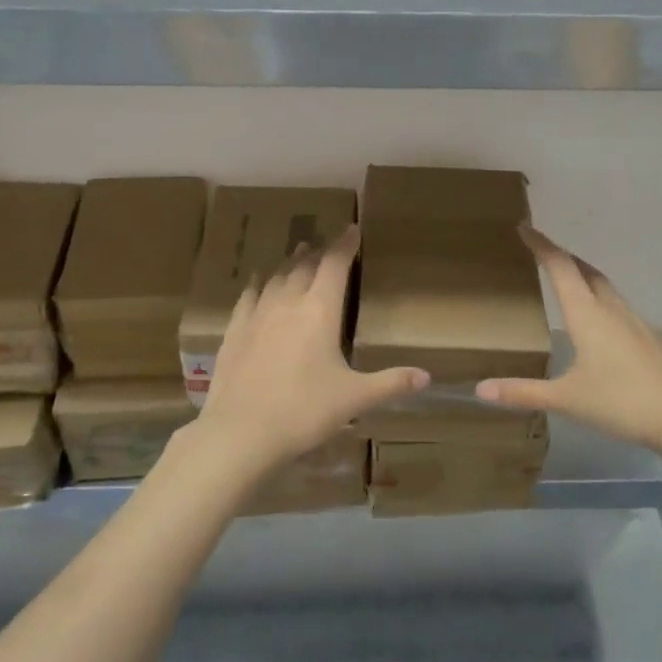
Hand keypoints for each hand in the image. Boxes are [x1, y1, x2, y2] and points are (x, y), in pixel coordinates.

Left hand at [190, 226, 427, 475]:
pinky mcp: (234, 330)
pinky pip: (248, 296)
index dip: (345, 244)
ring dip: (290, 263)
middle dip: (319, 251)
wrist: (241, 431)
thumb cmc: (305, 411)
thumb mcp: (354, 399)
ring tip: (298, 254)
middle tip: (328, 244)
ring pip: (277, 276)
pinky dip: (259, 284)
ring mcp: (257, 314)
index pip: (335, 264)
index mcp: (320, 309)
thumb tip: (427, 377)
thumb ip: (391, 383)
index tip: (352, 229)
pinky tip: (259, 284)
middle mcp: (288, 301)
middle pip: (304, 264)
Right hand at [476, 227, 661, 455]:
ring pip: (603, 285)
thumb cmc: (622, 401)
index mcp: (587, 314)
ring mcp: (633, 321)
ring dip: (582, 273)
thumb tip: (480, 389)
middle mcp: (610, 308)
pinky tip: (596, 318)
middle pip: (584, 269)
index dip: (541, 245)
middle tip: (541, 250)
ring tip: (566, 277)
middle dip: (561, 255)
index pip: (560, 267)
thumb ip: (523, 393)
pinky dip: (598, 296)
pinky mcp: (647, 337)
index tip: (524, 227)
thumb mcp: (566, 399)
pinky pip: (616, 303)